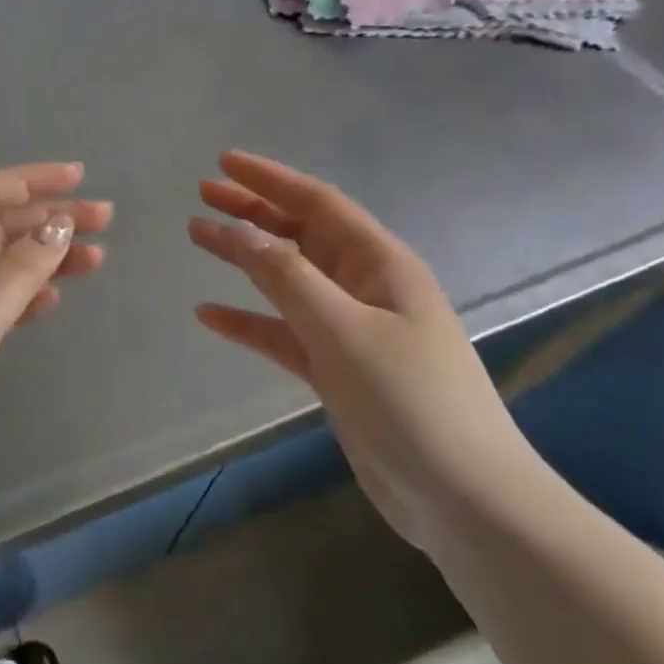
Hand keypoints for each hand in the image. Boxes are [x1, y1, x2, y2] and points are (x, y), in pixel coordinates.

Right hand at [188, 150, 534, 546]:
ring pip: (287, 280)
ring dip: (245, 259)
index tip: (224, 162)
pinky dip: (249, 321)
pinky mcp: (339, 370)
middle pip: (300, 234)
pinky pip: (284, 332)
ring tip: (199, 237)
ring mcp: (352, 329)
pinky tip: (210, 315)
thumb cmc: (411, 402)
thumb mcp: (345, 331)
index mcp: (381, 264)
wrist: (464, 502)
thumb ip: (288, 277)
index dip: (270, 178)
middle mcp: (366, 287)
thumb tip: (240, 228)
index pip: (318, 203)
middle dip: (253, 211)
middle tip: (203, 194)